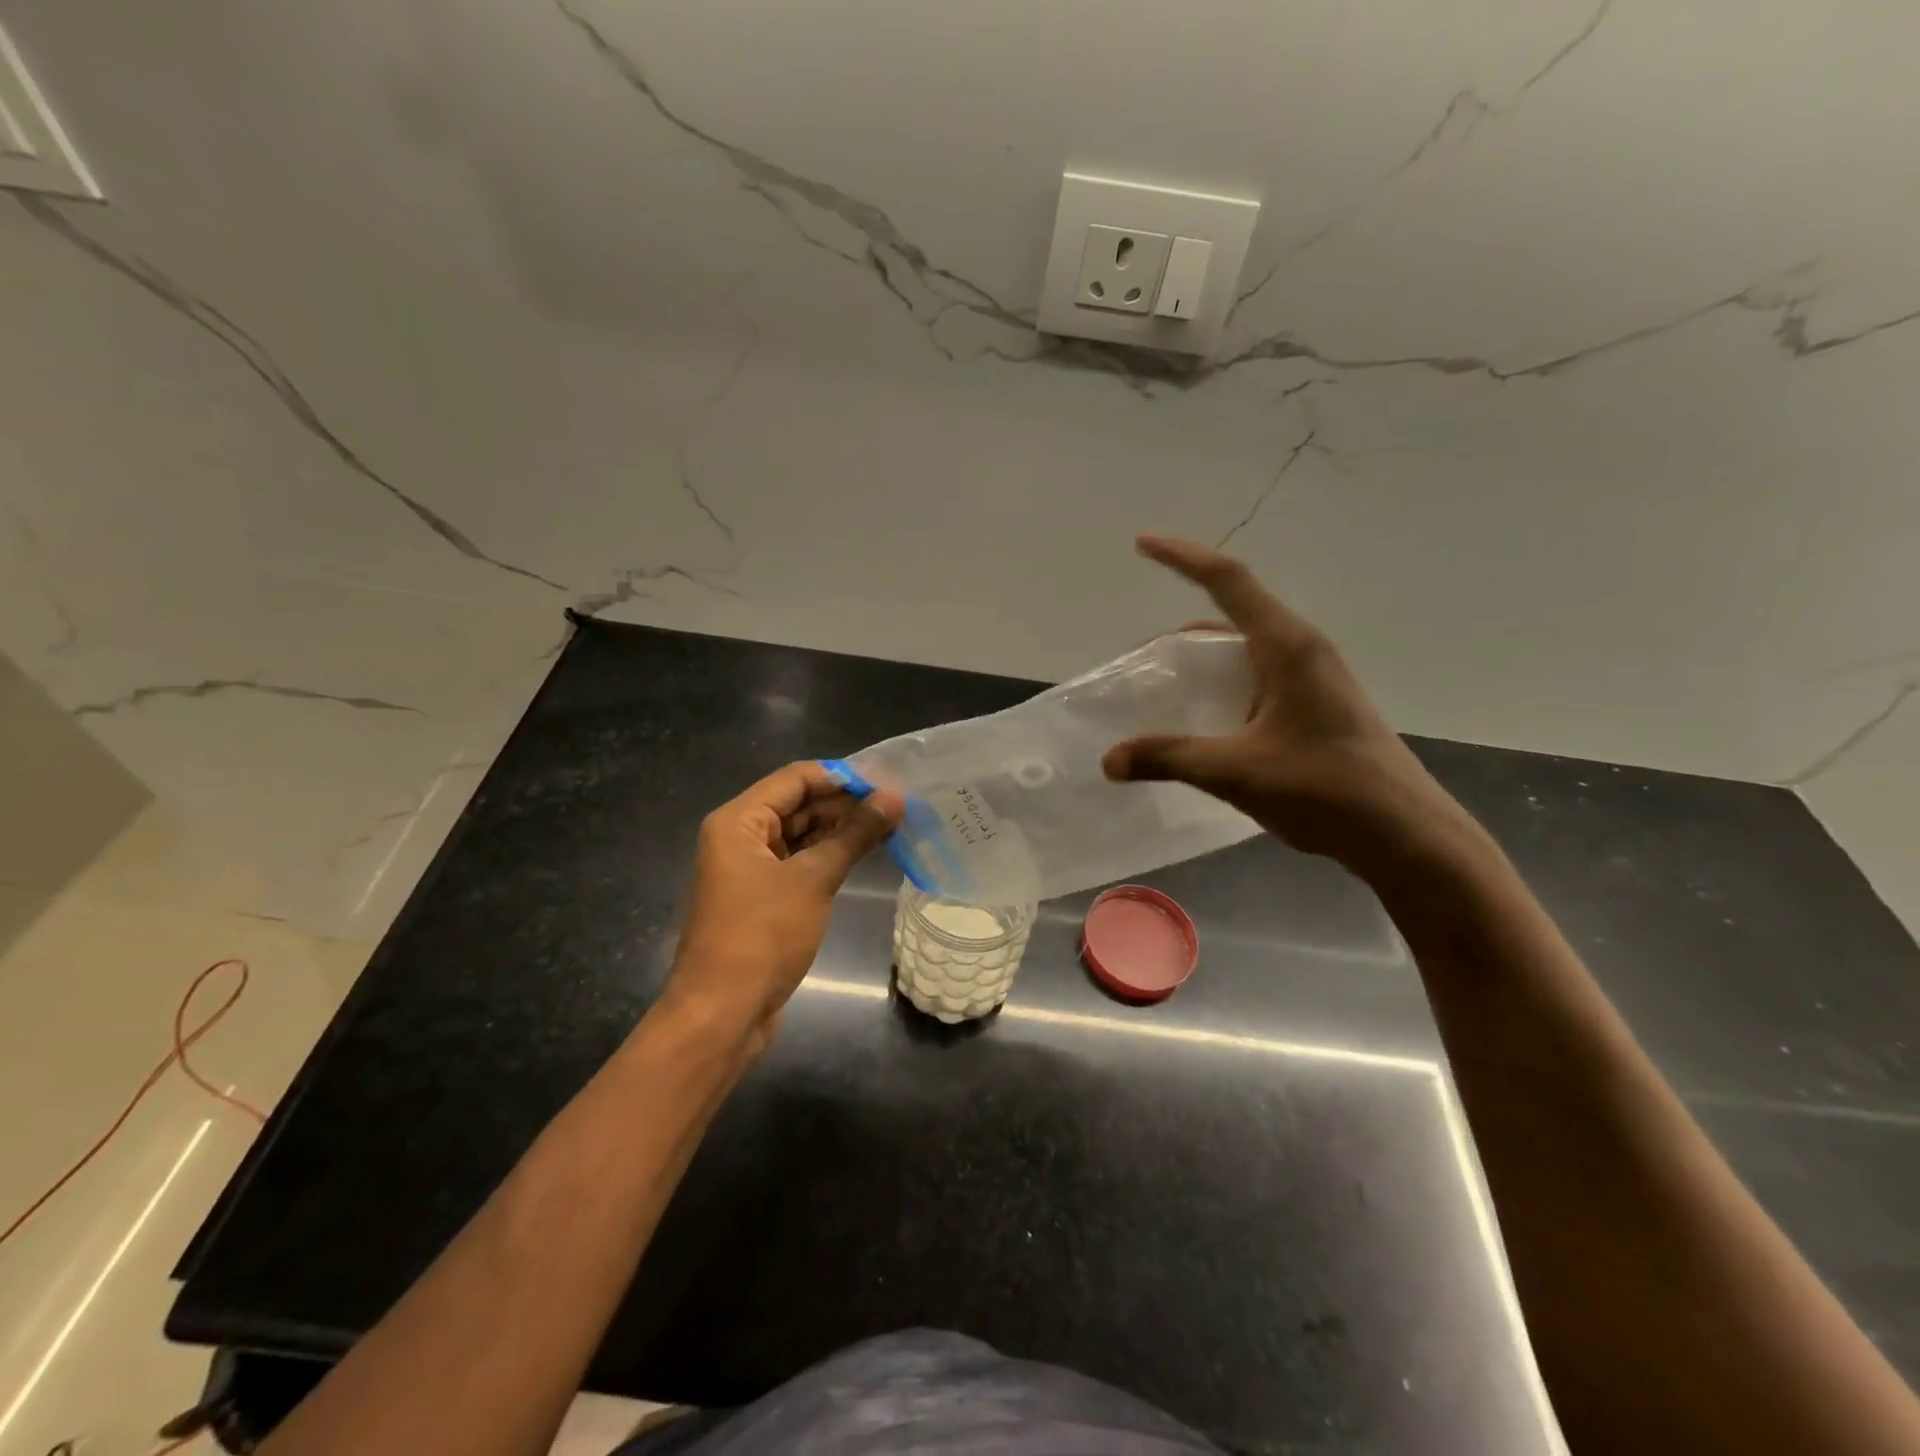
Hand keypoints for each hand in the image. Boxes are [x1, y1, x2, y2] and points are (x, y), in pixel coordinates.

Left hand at [665, 762, 901, 1054]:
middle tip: (897, 807)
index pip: (795, 778)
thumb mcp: (813, 880)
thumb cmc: (762, 936)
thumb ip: (854, 835)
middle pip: (797, 804)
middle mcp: (739, 837)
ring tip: (890, 828)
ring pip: (799, 835)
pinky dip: (828, 857)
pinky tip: (863, 856)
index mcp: (738, 821)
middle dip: (845, 804)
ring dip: (840, 831)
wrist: (722, 1014)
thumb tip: (895, 798)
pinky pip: (798, 863)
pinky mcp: (761, 898)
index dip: (842, 777)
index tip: (887, 783)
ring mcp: (749, 869)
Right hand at [1103, 535, 1475, 876]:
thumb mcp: (1235, 771)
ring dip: (1203, 663)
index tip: (1142, 543)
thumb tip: (1109, 759)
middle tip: (1142, 663)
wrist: (1404, 833)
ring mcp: (1314, 679)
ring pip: (1245, 651)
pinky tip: (1207, 726)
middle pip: (1232, 616)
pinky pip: (1258, 679)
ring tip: (1166, 695)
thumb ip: (1168, 758)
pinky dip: (1224, 688)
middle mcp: (1302, 650)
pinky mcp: (1317, 706)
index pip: (1228, 580)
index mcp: (1286, 646)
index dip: (1182, 557)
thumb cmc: (1325, 789)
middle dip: (1182, 633)